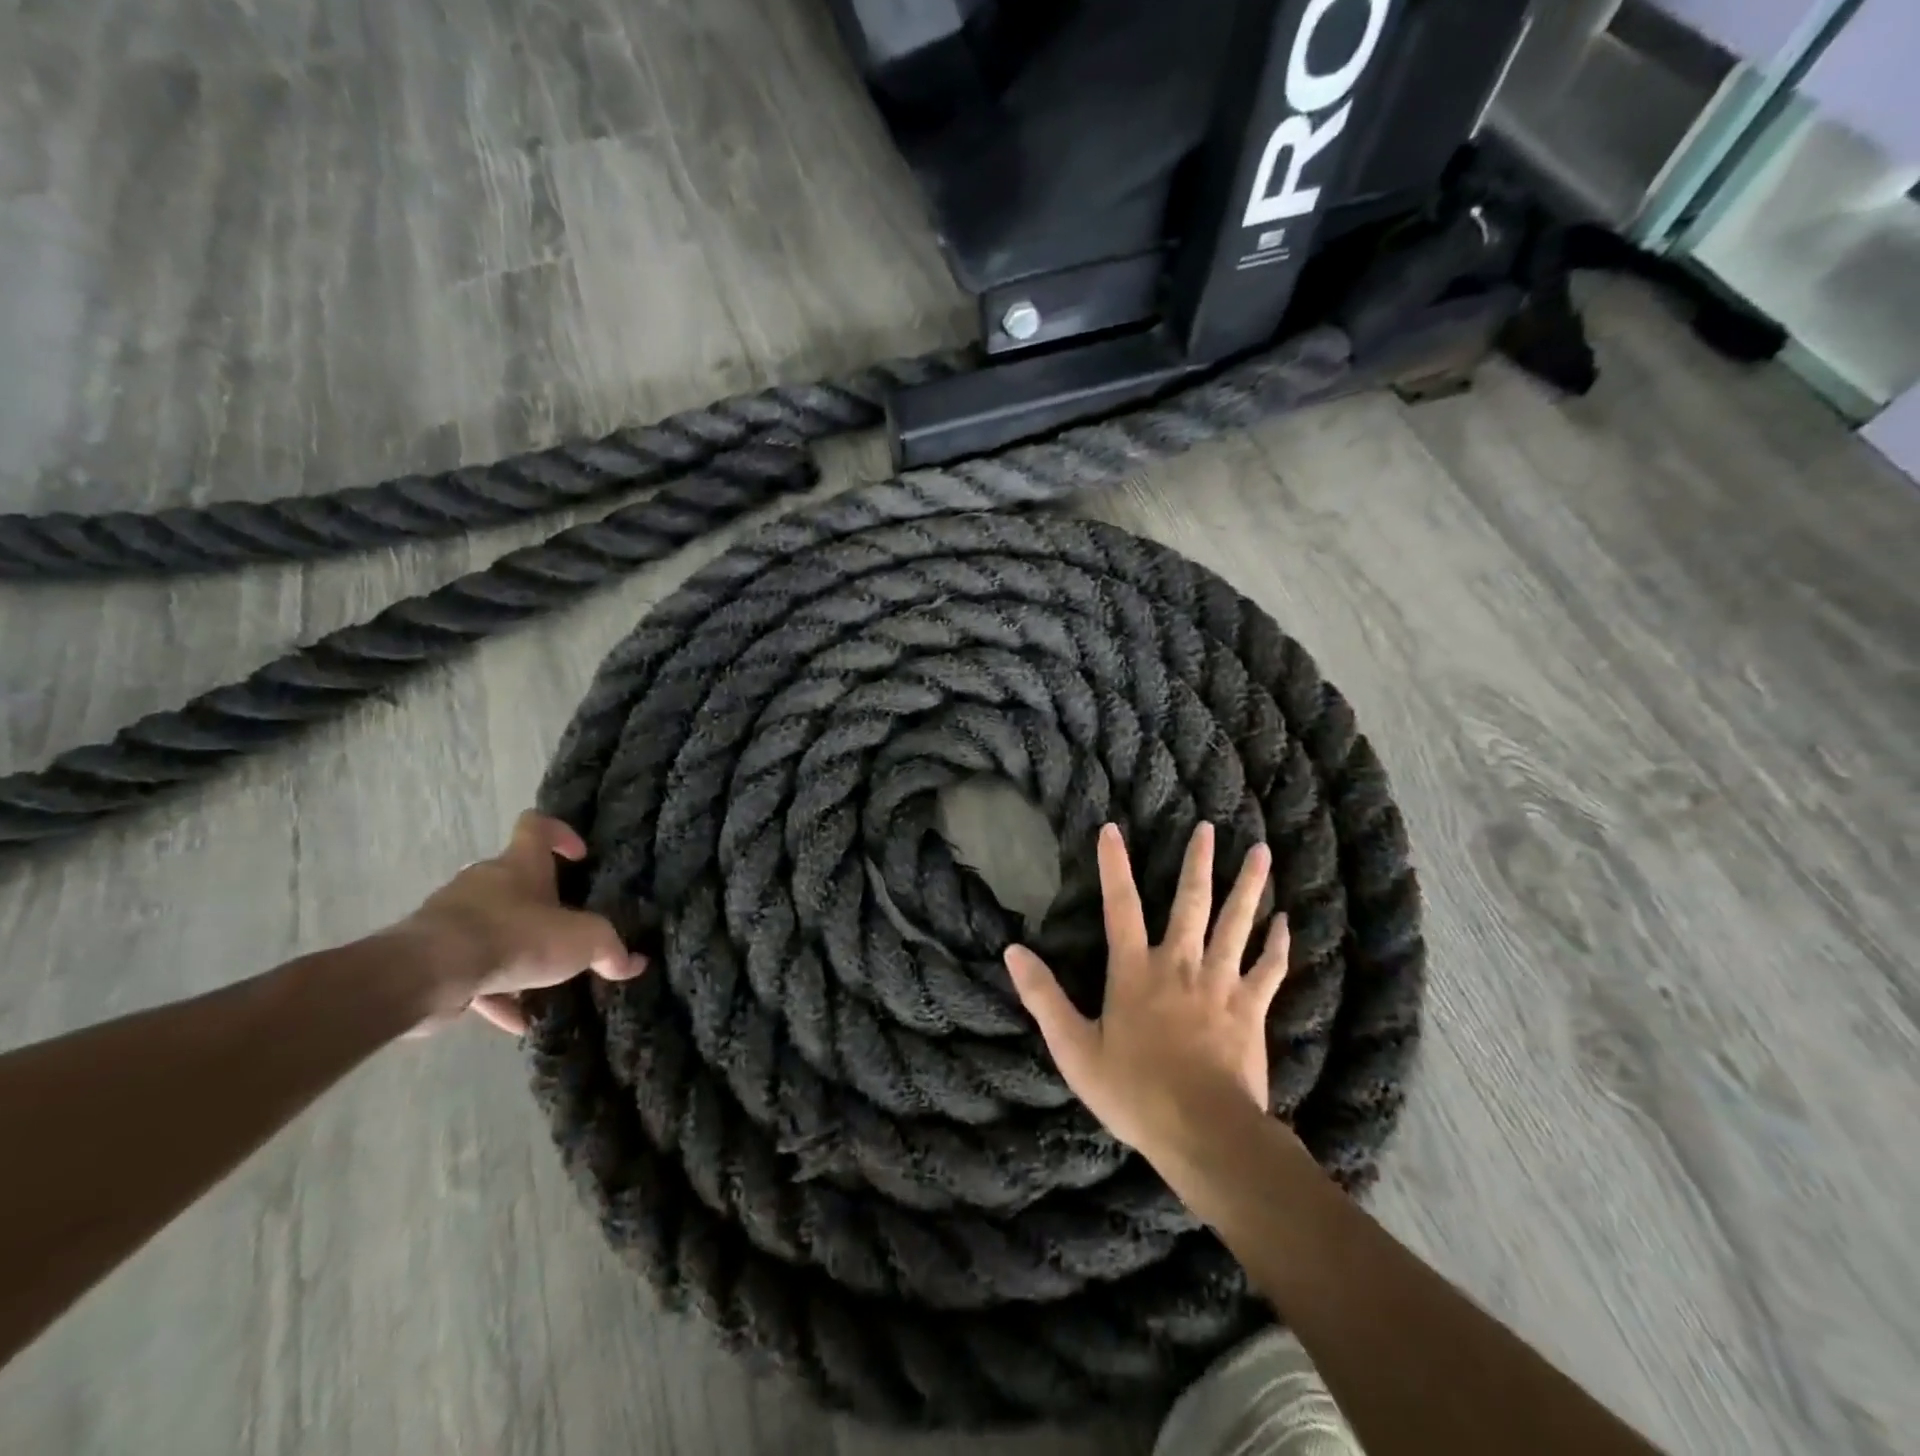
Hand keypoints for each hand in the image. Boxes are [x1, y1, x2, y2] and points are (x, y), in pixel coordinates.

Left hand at [391, 811, 645, 1034]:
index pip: (537, 825)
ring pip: (494, 929)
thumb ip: (610, 950)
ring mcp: (452, 919)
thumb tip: (635, 963)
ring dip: (519, 953)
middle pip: (516, 882)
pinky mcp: (433, 958)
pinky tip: (518, 1021)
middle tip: (568, 931)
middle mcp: (483, 883)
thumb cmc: (514, 937)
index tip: (580, 857)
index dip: (561, 834)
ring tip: (545, 984)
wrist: (426, 975)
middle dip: (542, 906)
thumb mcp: (583, 941)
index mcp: (519, 865)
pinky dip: (496, 993)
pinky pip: (473, 972)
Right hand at [1004, 822, 1290, 1164]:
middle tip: (1210, 827)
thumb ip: (1043, 997)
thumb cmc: (1134, 1092)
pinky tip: (1287, 921)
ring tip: (1262, 852)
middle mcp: (1180, 965)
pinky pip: (1269, 969)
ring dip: (1249, 886)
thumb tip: (1012, 951)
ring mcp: (1221, 984)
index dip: (1114, 866)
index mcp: (1135, 971)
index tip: (1112, 829)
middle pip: (1191, 902)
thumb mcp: (1074, 1049)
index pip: (1120, 905)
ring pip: (1237, 924)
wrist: (1205, 1132)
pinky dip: (1279, 944)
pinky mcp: (1251, 1009)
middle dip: (1198, 862)